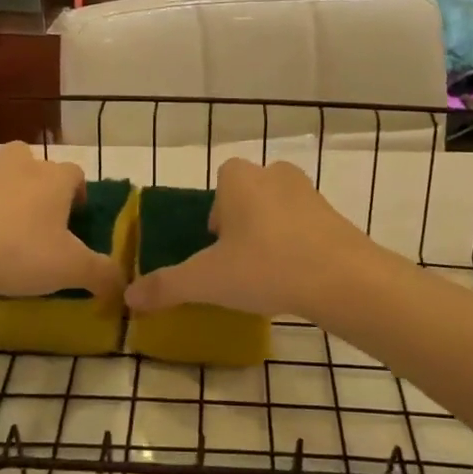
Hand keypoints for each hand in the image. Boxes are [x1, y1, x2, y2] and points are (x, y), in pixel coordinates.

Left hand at [0, 143, 125, 300]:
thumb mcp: (70, 269)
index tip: (77, 222)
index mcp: (55, 178)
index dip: (80, 196)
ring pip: (3, 180)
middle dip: (41, 188)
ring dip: (8, 200)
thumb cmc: (19, 251)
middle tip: (41, 222)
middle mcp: (21, 166)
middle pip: (36, 165)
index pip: (76, 175)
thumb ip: (101, 274)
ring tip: (7, 239)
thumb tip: (122, 283)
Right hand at [124, 158, 371, 318]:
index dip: (216, 209)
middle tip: (238, 260)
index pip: (222, 179)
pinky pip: (305, 224)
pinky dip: (297, 243)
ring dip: (270, 231)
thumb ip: (166, 286)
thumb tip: (129, 298)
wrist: (343, 278)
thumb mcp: (207, 280)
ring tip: (266, 271)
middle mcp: (275, 175)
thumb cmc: (265, 267)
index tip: (216, 243)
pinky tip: (295, 275)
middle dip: (242, 220)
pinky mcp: (335, 216)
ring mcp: (309, 193)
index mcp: (240, 180)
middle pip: (249, 191)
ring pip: (279, 206)